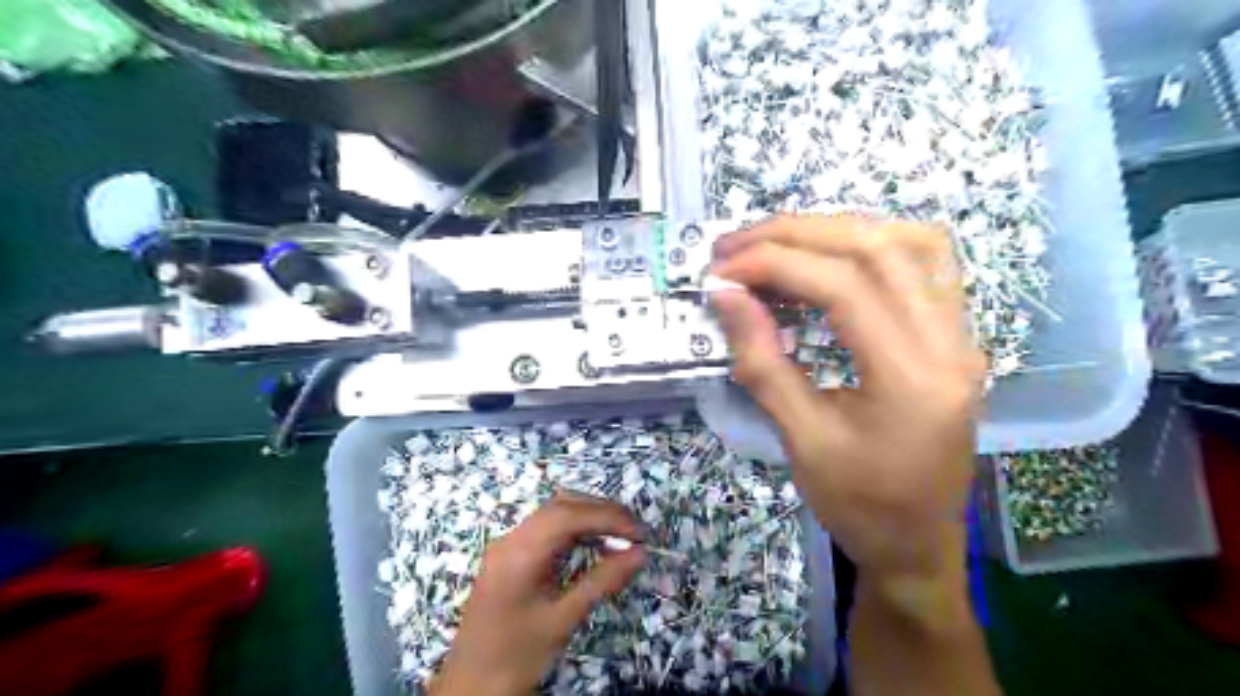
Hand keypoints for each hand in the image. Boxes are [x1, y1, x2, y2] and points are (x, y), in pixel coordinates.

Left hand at [433, 494, 649, 695]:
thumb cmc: (515, 657)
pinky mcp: (509, 556)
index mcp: (519, 553)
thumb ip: (601, 582)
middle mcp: (510, 539)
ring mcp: (507, 545)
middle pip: (560, 506)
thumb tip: (639, 554)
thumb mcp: (562, 621)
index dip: (607, 517)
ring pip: (552, 513)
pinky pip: (545, 528)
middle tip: (634, 530)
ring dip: (588, 516)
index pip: (568, 516)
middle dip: (600, 511)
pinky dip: (573, 528)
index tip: (639, 533)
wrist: (469, 687)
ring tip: (619, 534)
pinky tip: (593, 543)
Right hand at [713, 212, 983, 587]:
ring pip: (907, 242)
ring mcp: (961, 334)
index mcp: (913, 379)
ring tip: (775, 242)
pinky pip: (925, 261)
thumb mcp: (801, 441)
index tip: (722, 269)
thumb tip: (725, 295)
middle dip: (796, 235)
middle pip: (877, 249)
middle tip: (736, 245)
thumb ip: (762, 362)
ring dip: (833, 229)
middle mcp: (950, 343)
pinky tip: (832, 252)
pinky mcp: (954, 335)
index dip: (775, 264)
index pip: (844, 287)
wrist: (917, 543)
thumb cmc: (858, 505)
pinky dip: (872, 241)